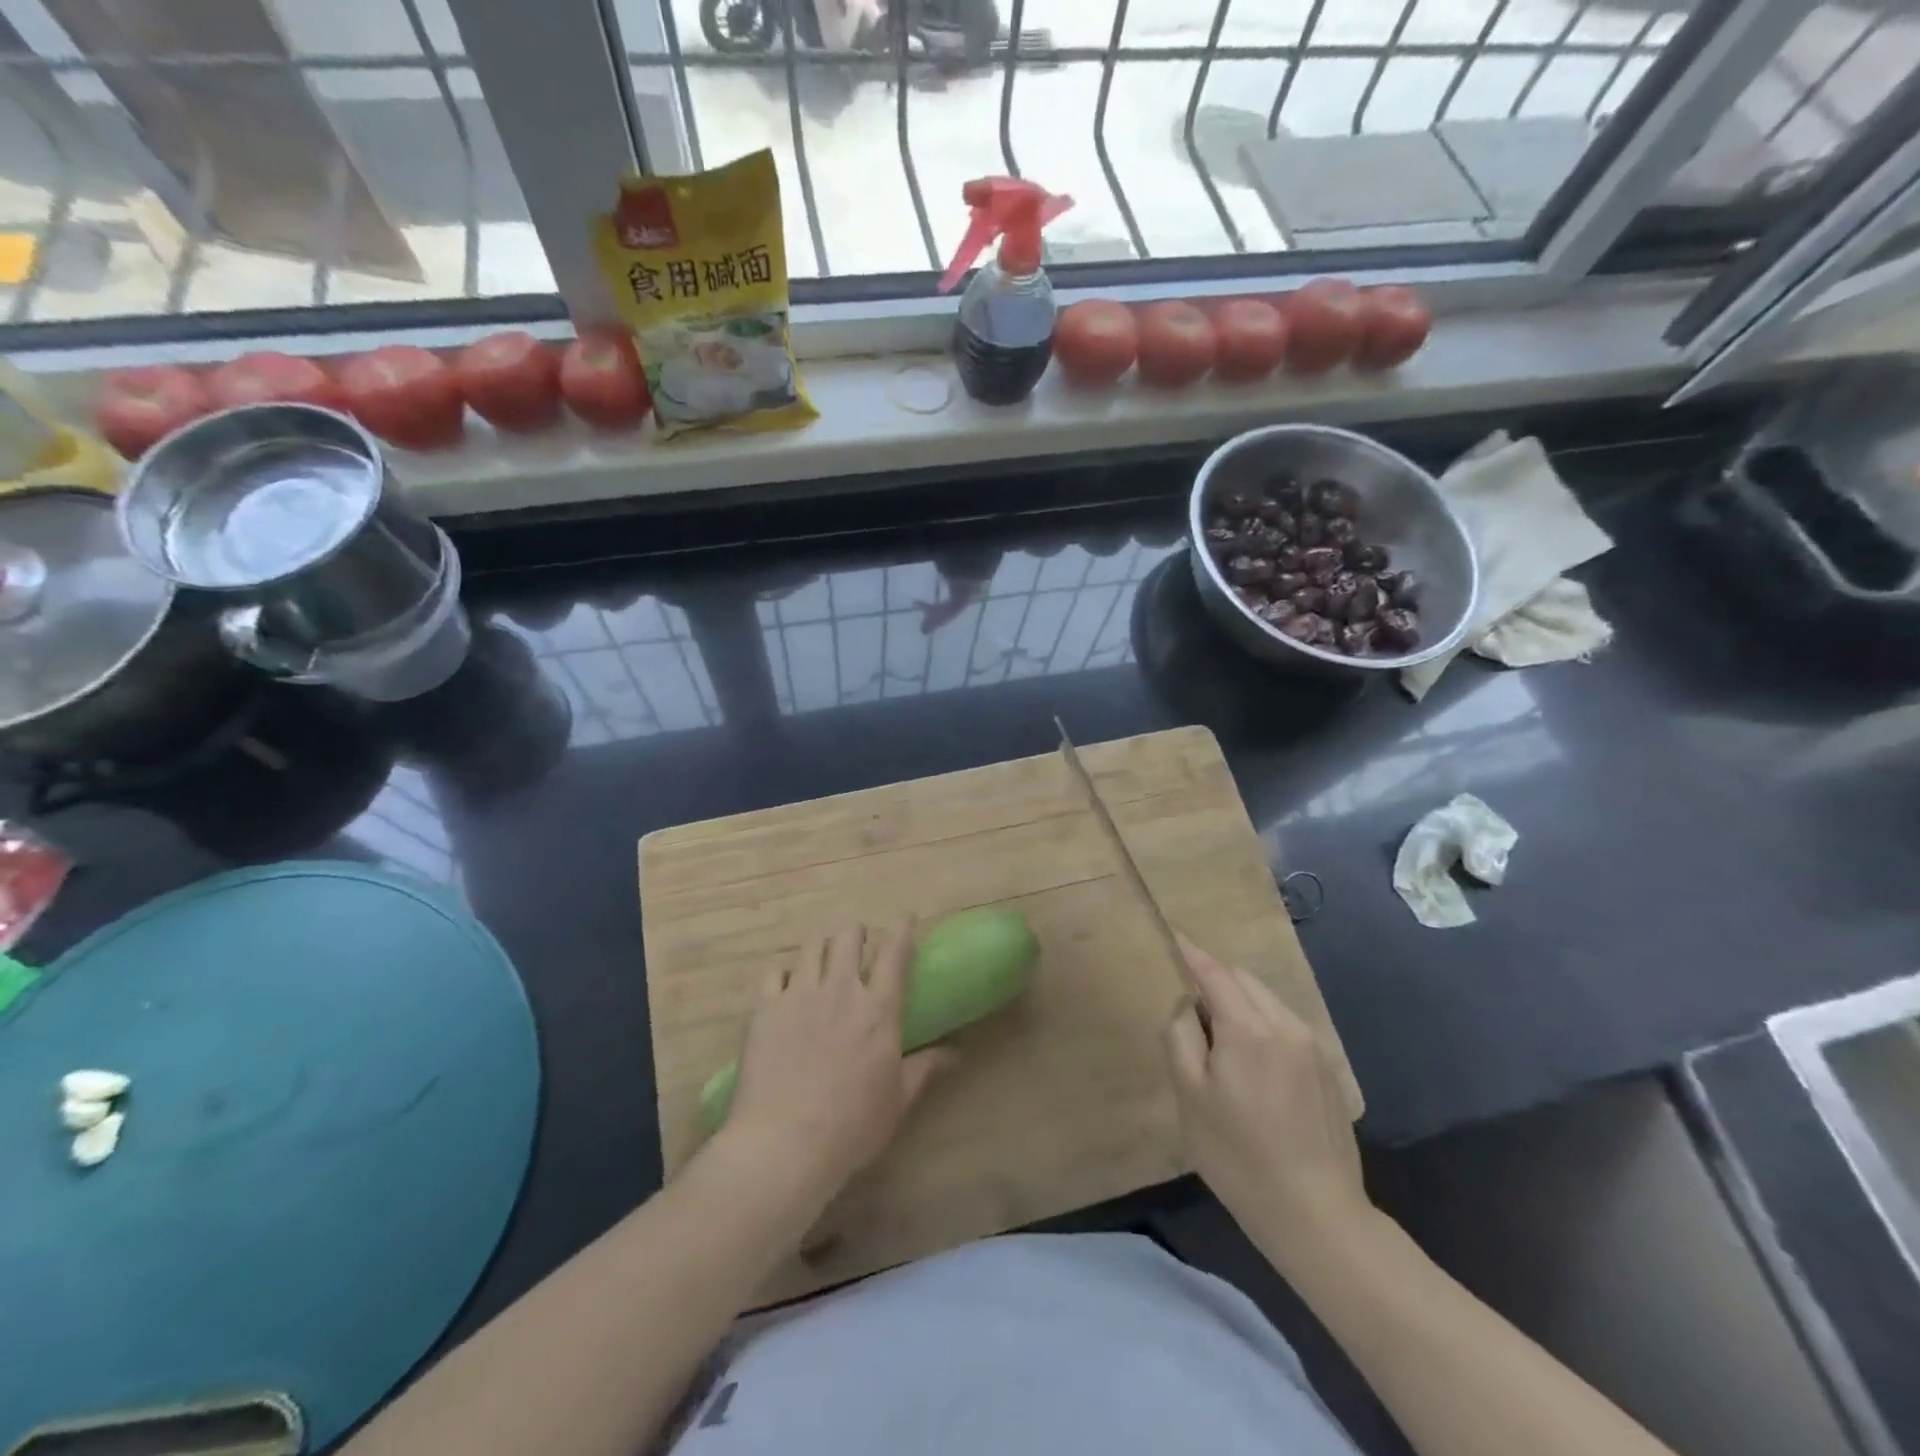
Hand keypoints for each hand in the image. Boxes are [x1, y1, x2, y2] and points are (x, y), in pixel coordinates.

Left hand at [723, 921, 952, 1212]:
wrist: (784, 1144)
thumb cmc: (851, 1127)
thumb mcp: (898, 1100)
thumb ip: (926, 1068)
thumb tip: (957, 1053)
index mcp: (879, 1009)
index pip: (894, 953)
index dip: (902, 930)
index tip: (905, 918)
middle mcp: (841, 990)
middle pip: (848, 937)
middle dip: (855, 932)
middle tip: (857, 941)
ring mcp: (799, 995)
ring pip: (812, 946)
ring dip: (823, 943)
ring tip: (824, 952)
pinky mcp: (765, 1008)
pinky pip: (774, 972)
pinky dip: (783, 971)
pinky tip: (785, 981)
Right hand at [1162, 934, 1370, 1275]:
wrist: (1315, 1213)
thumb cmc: (1238, 1155)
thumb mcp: (1190, 1097)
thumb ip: (1181, 1037)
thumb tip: (1187, 1006)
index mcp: (1249, 1028)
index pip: (1214, 972)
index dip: (1191, 953)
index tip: (1173, 935)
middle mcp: (1285, 1025)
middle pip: (1244, 980)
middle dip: (1215, 979)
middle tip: (1190, 1007)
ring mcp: (1312, 1047)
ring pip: (1267, 1000)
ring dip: (1240, 1001)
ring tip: (1220, 1039)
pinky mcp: (1327, 1070)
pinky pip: (1286, 1025)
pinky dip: (1262, 1023)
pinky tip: (1253, 1065)